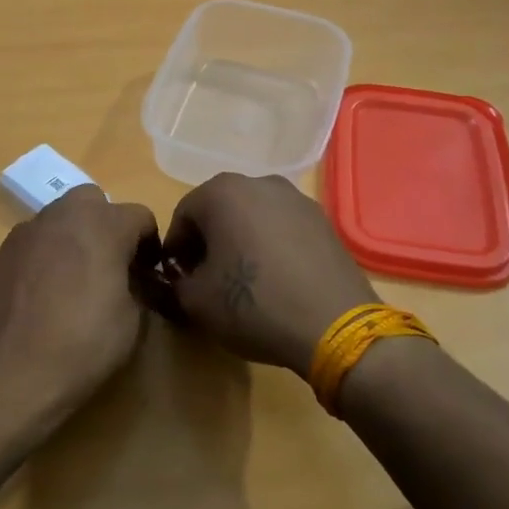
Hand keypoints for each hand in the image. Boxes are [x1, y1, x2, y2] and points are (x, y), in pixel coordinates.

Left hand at [0, 186, 161, 430]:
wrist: (11, 370)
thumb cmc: (83, 343)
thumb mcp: (133, 321)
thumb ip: (138, 287)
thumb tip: (133, 281)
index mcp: (103, 225)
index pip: (140, 216)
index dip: (150, 245)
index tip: (149, 275)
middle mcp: (63, 215)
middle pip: (93, 201)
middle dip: (106, 225)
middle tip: (110, 264)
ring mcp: (27, 231)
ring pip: (59, 219)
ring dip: (72, 237)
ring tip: (73, 280)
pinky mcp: (1, 252)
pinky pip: (33, 242)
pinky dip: (44, 255)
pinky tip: (42, 293)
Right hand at [163, 173, 376, 375]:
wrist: (333, 326)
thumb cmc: (253, 304)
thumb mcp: (195, 301)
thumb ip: (175, 282)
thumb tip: (182, 278)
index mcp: (221, 192)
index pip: (183, 216)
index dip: (176, 250)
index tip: (179, 280)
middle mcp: (260, 182)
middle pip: (220, 211)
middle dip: (209, 242)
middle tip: (208, 280)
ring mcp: (297, 199)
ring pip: (253, 218)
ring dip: (241, 242)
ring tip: (245, 281)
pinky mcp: (324, 221)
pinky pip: (283, 229)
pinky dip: (272, 247)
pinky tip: (276, 280)